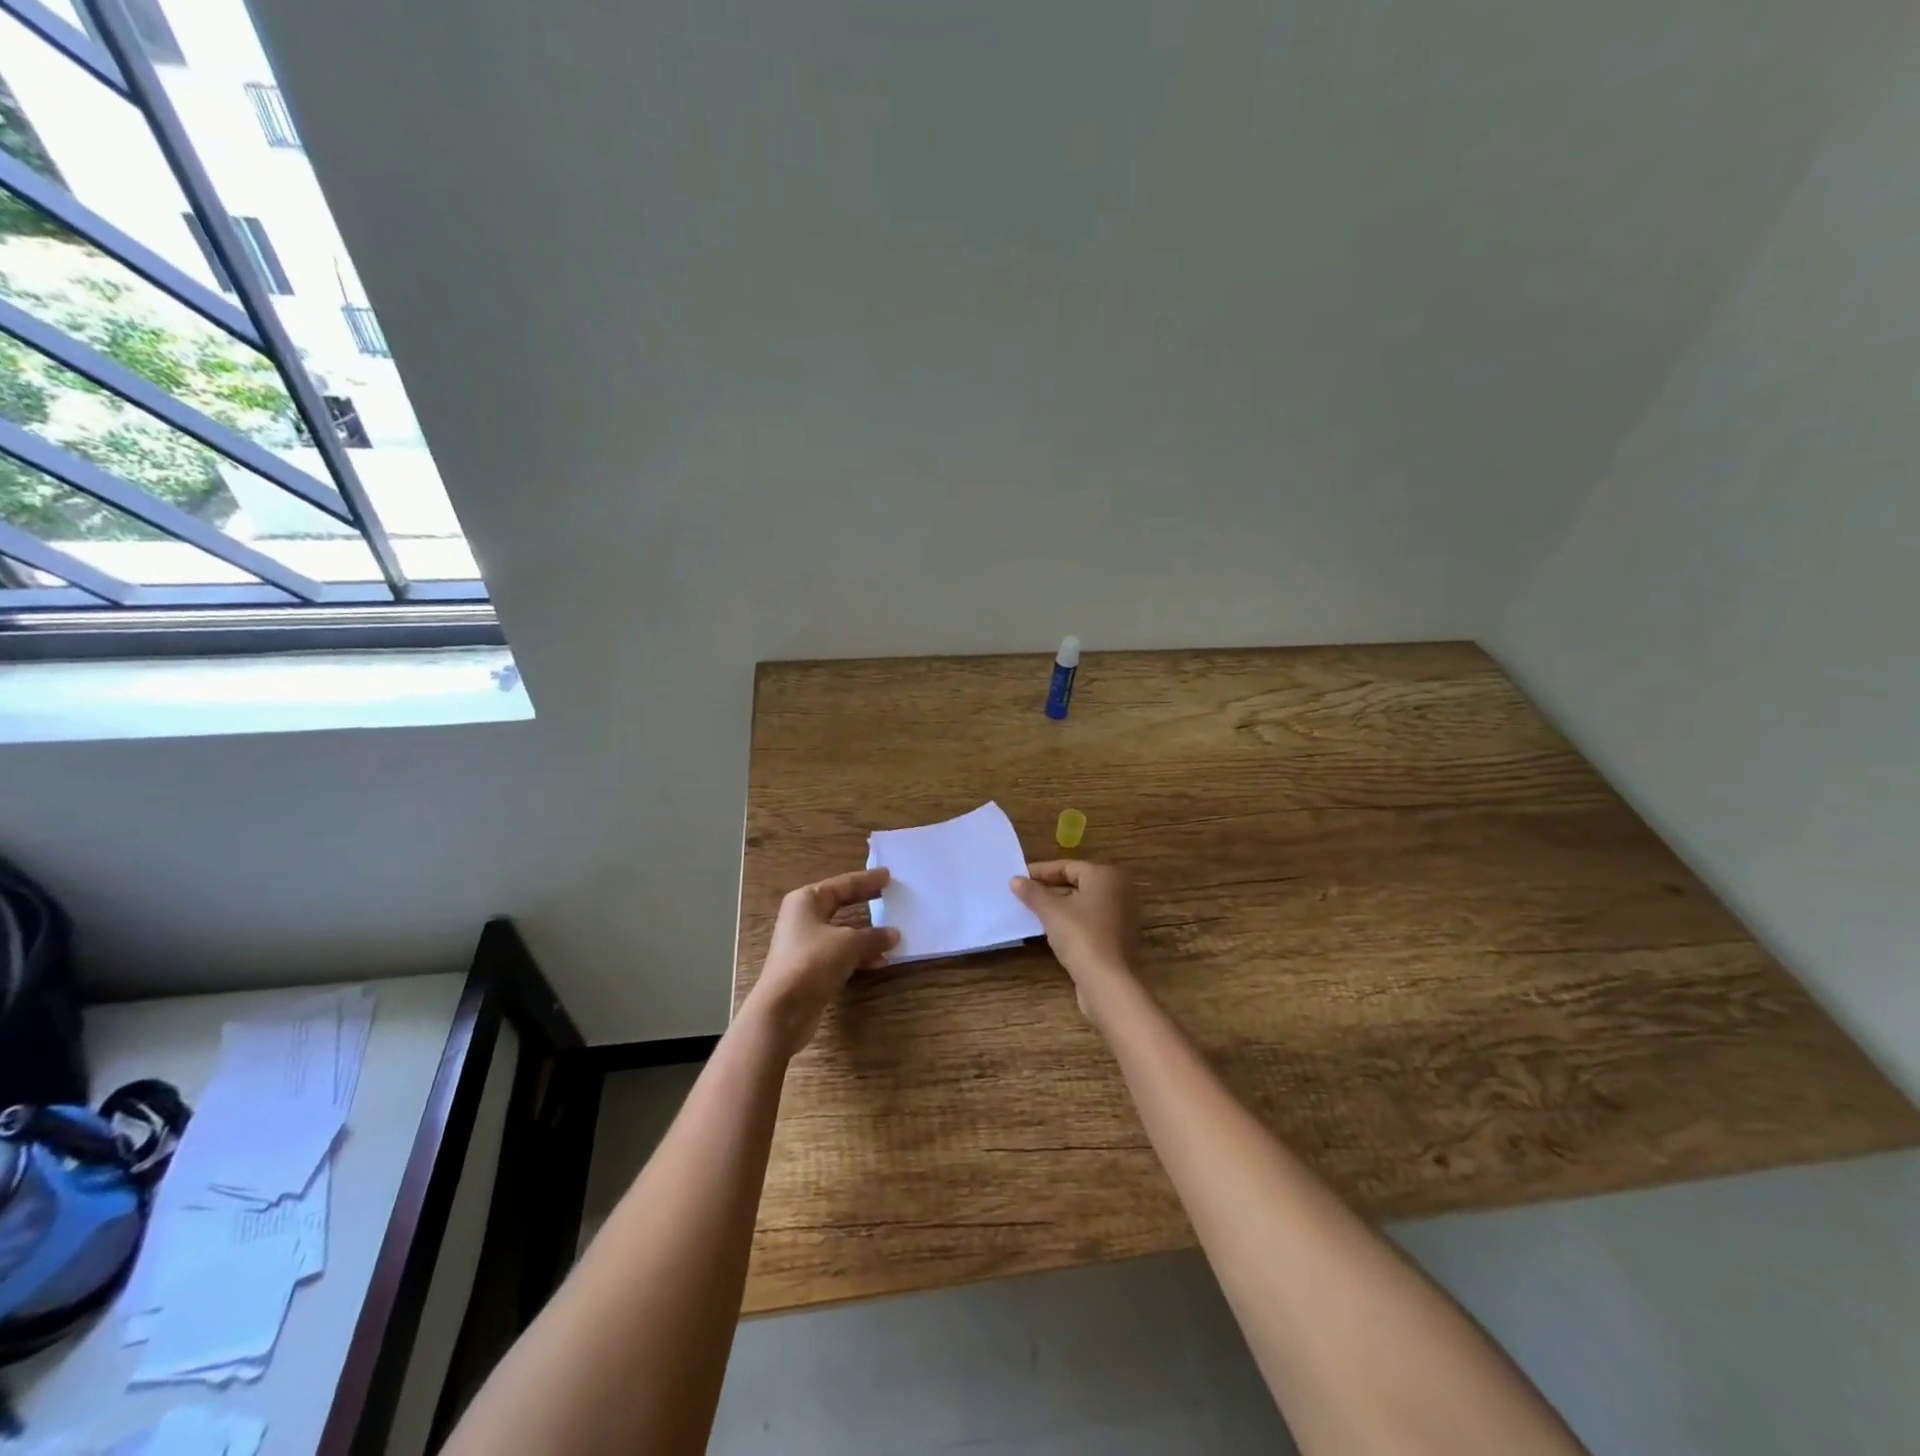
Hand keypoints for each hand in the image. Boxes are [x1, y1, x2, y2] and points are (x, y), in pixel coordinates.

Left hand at [744, 867, 898, 1056]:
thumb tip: (894, 934)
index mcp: (807, 900)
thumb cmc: (813, 961)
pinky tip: (879, 961)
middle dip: (865, 902)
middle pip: (840, 904)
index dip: (867, 880)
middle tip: (889, 895)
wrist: (783, 1009)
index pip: (843, 884)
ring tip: (893, 933)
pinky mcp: (809, 968)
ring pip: (842, 931)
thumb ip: (873, 936)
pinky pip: (840, 953)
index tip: (888, 875)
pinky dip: (859, 955)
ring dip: (866, 934)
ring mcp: (805, 944)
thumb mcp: (849, 943)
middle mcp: (803, 918)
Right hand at [1011, 861, 1139, 1022]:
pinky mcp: (1119, 936)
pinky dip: (1072, 920)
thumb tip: (1015, 880)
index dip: (1041, 871)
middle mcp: (1119, 890)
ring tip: (1033, 911)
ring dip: (1060, 905)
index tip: (1019, 878)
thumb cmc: (1080, 936)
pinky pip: (1091, 920)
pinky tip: (1053, 929)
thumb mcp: (1051, 911)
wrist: (1107, 981)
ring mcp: (1122, 914)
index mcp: (1105, 875)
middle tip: (1024, 894)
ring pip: (1084, 902)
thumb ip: (1032, 892)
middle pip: (1077, 883)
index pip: (1067, 866)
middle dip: (1050, 888)